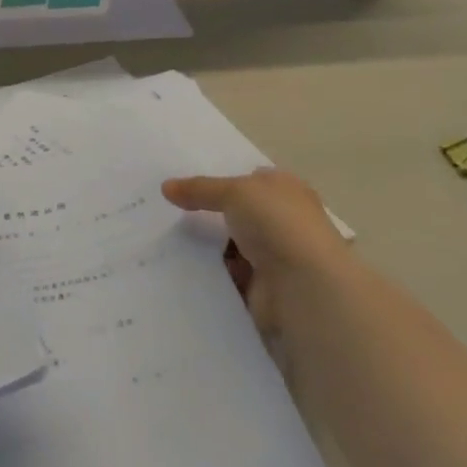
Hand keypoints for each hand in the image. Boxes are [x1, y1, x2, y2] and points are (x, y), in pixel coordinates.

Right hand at [160, 170, 347, 334]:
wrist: (304, 286)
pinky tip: (177, 265)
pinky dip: (207, 272)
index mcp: (286, 191)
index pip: (250, 180)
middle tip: (165, 209)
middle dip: (206, 212)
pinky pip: (225, 274)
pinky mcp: (260, 287)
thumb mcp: (235, 192)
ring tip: (161, 236)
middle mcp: (282, 221)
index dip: (220, 178)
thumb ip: (200, 189)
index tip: (183, 183)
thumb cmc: (278, 224)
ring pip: (228, 245)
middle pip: (237, 213)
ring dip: (204, 244)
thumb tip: (166, 187)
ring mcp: (273, 256)